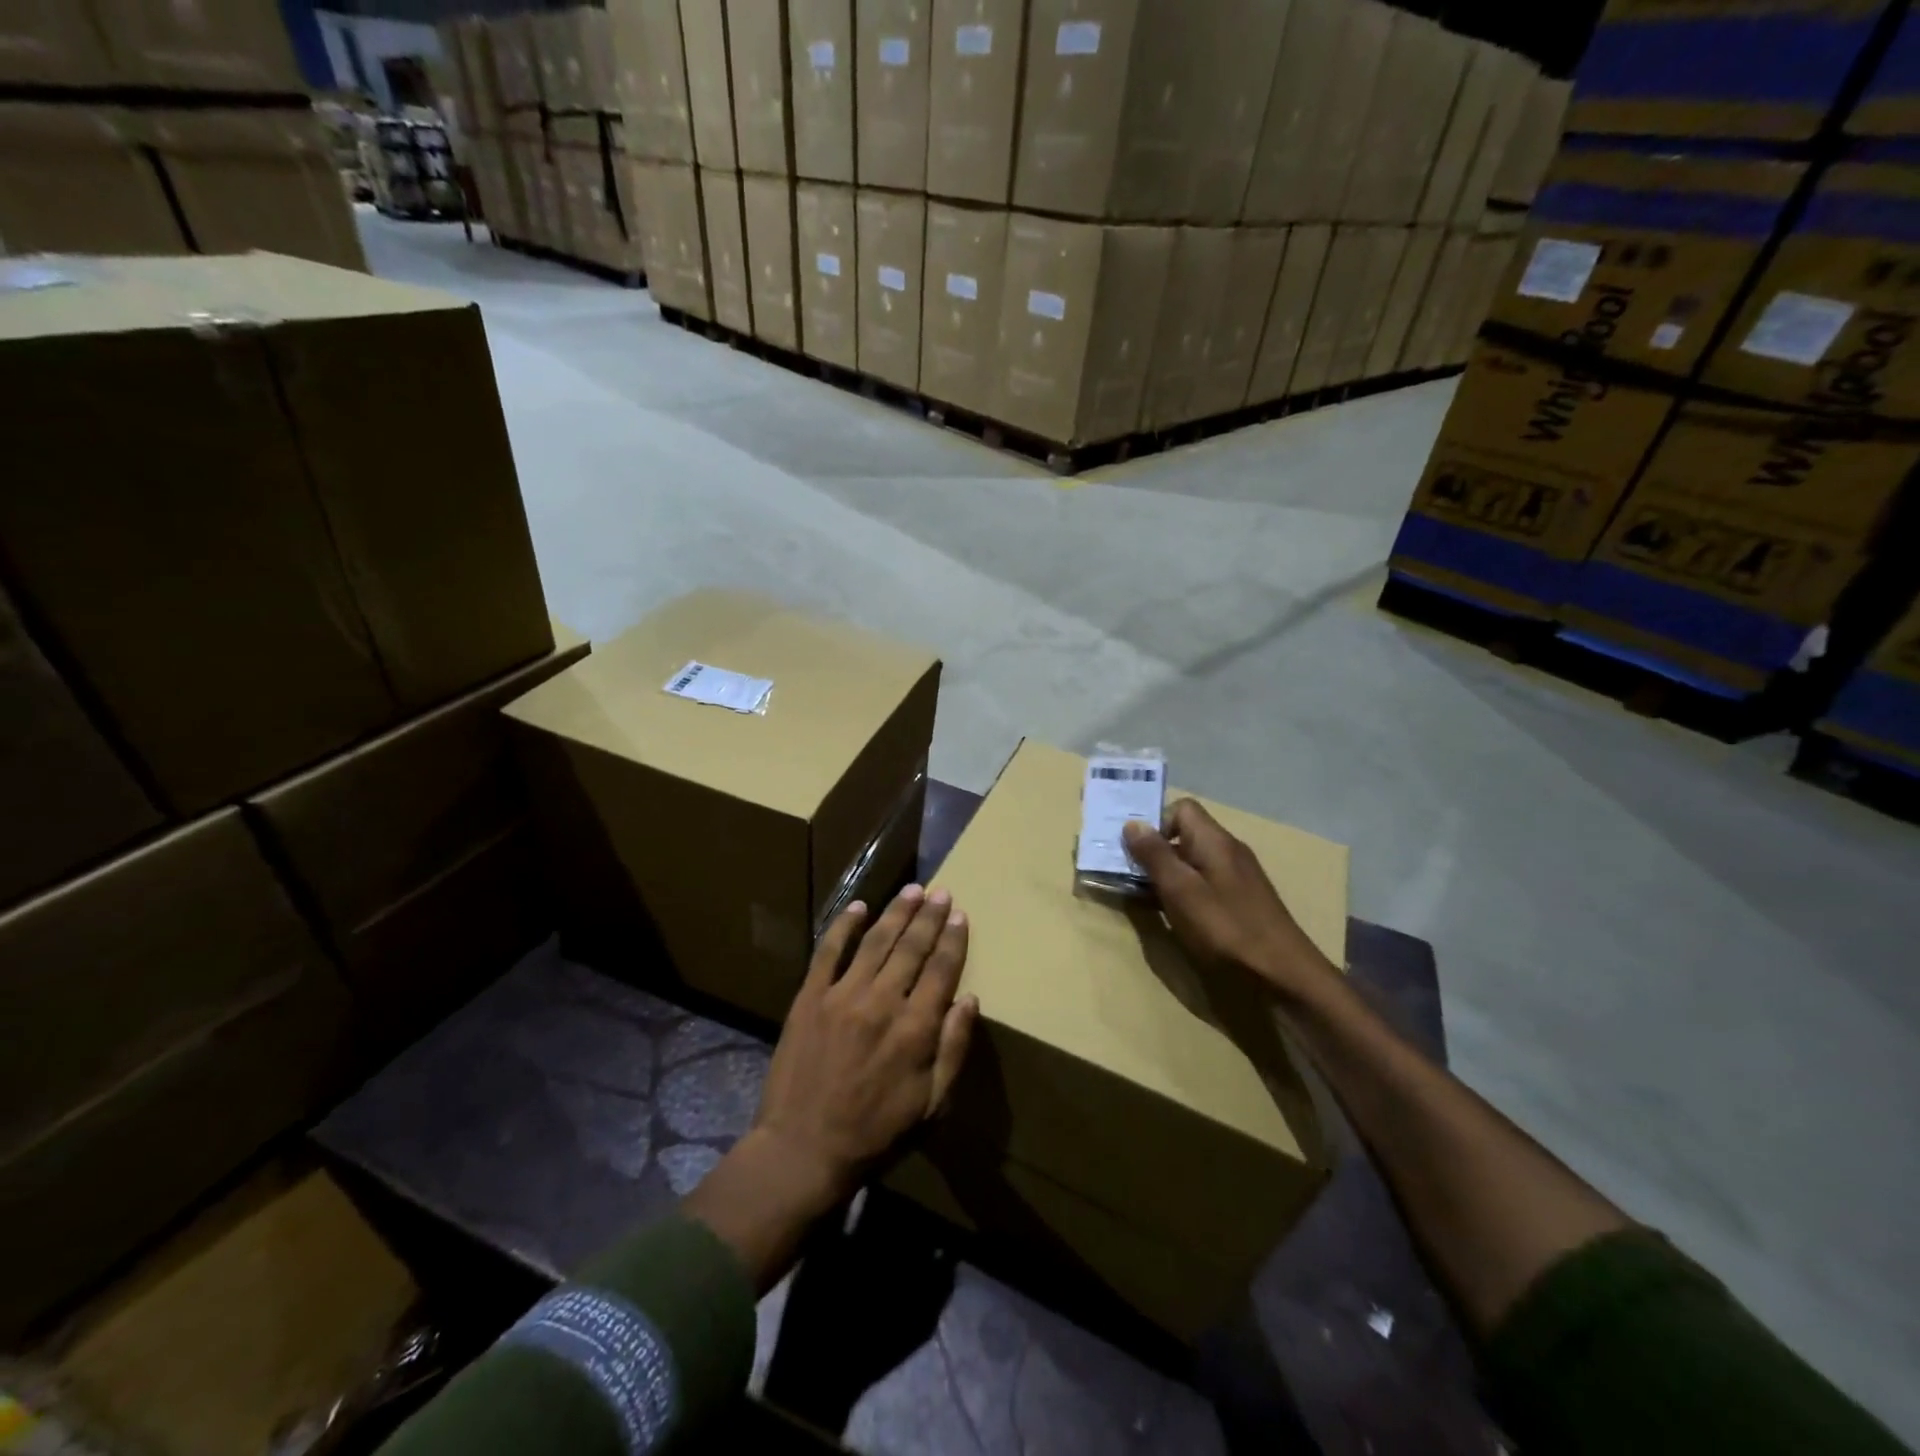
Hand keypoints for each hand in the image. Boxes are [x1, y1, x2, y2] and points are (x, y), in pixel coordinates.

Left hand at [755, 884, 978, 1203]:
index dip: (953, 939)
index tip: (960, 914)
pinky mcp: (809, 997)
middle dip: (929, 917)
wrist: (802, 1149)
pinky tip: (858, 906)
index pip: (942, 969)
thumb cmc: (875, 1133)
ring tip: (912, 891)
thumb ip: (953, 1049)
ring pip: (876, 941)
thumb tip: (970, 999)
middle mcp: (882, 1001)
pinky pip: (828, 951)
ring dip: (896, 912)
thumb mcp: (931, 1105)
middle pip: (912, 947)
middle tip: (940, 892)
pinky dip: (843, 925)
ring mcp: (842, 995)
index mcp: (915, 1028)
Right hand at [1123, 801, 1336, 1001]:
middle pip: (1185, 834)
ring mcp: (1237, 876)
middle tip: (1129, 874)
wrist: (1283, 975)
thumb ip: (1155, 856)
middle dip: (1155, 851)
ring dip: (1167, 874)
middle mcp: (1228, 850)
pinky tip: (1175, 915)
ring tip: (1144, 897)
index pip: (1181, 808)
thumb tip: (1132, 824)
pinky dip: (1184, 892)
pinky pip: (1204, 882)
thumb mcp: (1181, 890)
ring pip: (1193, 861)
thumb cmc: (1226, 929)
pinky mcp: (1241, 901)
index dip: (1155, 823)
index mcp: (1214, 841)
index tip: (1134, 850)